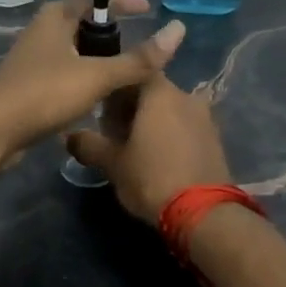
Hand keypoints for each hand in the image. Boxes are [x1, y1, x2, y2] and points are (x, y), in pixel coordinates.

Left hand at [0, 0, 186, 158]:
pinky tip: (96, 97)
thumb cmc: (44, 93)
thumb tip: (178, 31)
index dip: (121, 2)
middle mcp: (41, 32)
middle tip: (136, 46)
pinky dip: (82, 78)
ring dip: (95, 57)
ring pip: (70, 50)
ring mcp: (31, 60)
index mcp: (55, 18)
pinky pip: (62, 74)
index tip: (147, 11)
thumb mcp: (97, 75)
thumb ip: (137, 59)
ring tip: (122, 73)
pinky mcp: (27, 86)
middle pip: (79, 23)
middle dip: (108, 31)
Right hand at [64, 73, 232, 223]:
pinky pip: (186, 127)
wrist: (203, 214)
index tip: (101, 109)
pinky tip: (159, 157)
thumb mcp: (112, 163)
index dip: (115, 88)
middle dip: (132, 107)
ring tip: (135, 147)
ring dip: (153, 122)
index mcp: (160, 93)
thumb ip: (89, 145)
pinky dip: (171, 135)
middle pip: (153, 92)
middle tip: (113, 131)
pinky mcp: (216, 140)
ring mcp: (205, 118)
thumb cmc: (151, 178)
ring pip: (171, 110)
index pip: (134, 73)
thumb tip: (69, 137)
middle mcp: (186, 96)